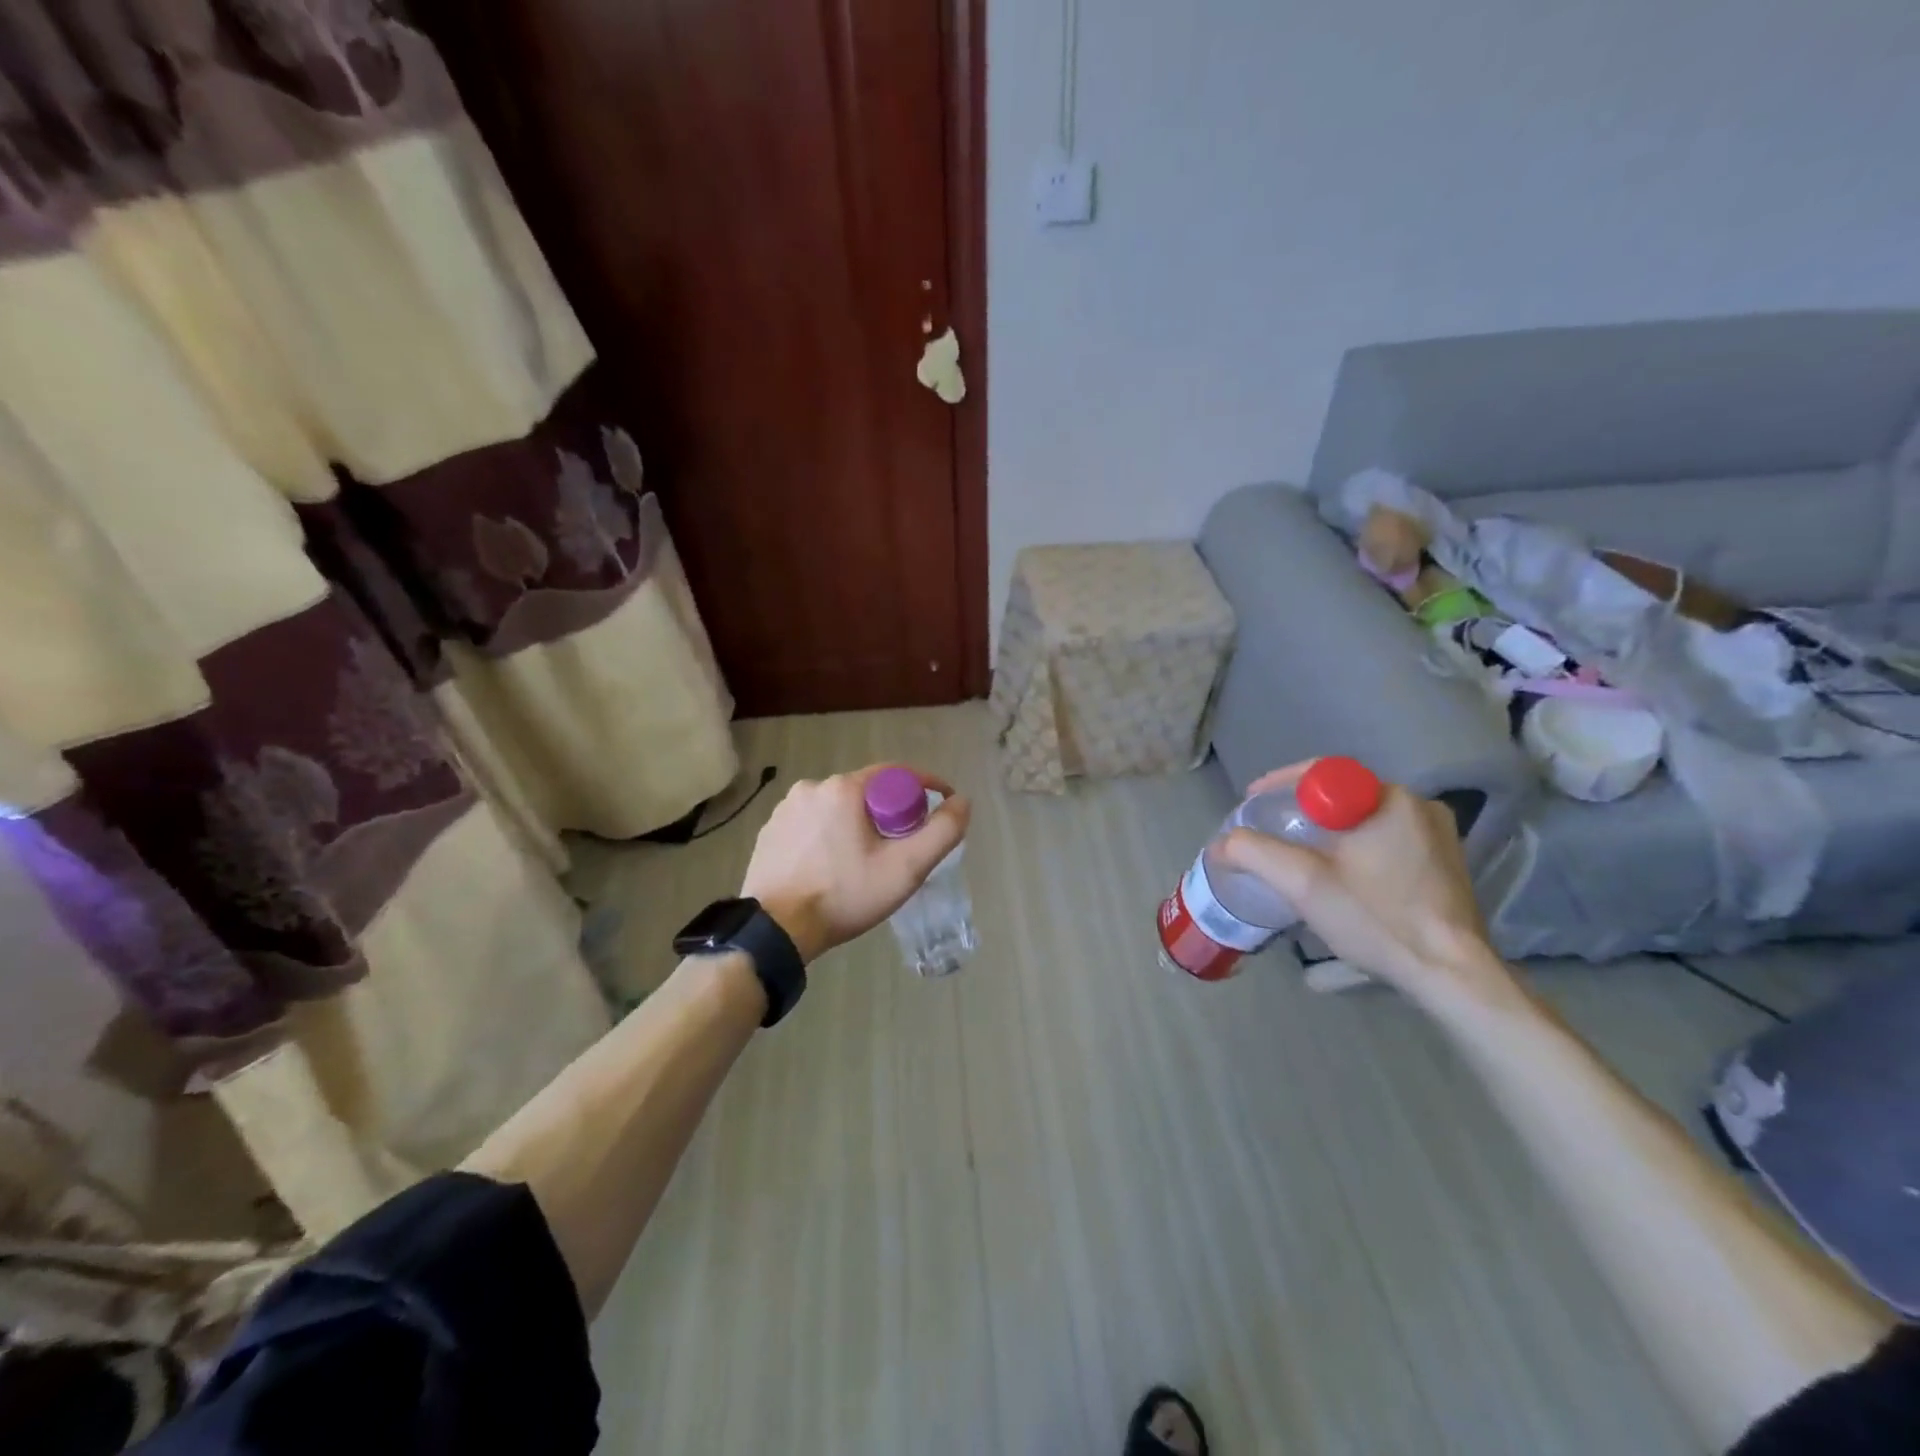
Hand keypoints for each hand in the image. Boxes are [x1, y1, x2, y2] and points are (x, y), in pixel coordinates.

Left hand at [740, 766, 970, 963]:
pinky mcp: (769, 831)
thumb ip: (941, 832)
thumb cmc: (845, 895)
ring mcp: (785, 809)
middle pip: (866, 791)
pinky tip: (831, 866)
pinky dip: (828, 836)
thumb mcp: (905, 868)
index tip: (940, 807)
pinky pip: (811, 823)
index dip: (924, 788)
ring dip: (856, 824)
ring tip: (865, 860)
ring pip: (837, 807)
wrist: (776, 931)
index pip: (895, 773)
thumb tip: (962, 801)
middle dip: (889, 812)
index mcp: (843, 787)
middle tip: (902, 845)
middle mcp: (811, 787)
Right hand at [1218, 762, 1514, 1007]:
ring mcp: (1438, 835)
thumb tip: (1221, 843)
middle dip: (1303, 811)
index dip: (1281, 784)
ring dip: (1330, 832)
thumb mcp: (1303, 883)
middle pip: (1342, 795)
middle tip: (1273, 833)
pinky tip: (1342, 876)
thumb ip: (1254, 853)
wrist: (1451, 975)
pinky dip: (1357, 848)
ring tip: (1301, 856)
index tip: (1254, 803)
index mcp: (1389, 798)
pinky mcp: (1445, 863)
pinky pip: (1386, 838)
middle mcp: (1419, 805)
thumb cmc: (1377, 919)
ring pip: (1364, 818)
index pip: (1322, 773)